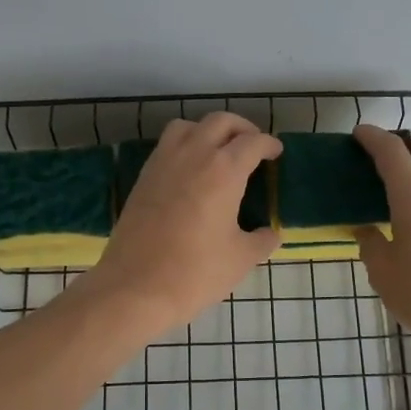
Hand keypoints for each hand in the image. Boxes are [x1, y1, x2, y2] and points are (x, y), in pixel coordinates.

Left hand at [84, 114, 281, 334]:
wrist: (135, 287)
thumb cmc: (195, 272)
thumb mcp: (241, 259)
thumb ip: (261, 240)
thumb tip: (270, 233)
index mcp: (224, 170)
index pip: (252, 142)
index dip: (269, 144)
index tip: (275, 152)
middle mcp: (193, 155)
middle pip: (220, 122)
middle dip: (241, 128)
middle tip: (252, 146)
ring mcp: (163, 163)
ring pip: (188, 126)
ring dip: (208, 130)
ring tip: (218, 151)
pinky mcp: (143, 177)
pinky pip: (167, 146)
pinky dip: (184, 145)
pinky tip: (190, 171)